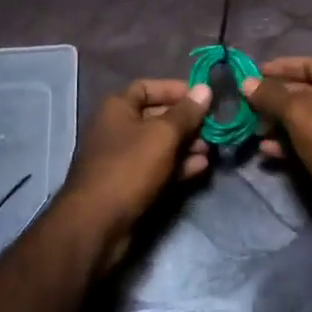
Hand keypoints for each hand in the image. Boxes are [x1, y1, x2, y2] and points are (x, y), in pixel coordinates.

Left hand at [56, 79, 212, 266]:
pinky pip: (157, 167)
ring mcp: (122, 158)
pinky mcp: (129, 184)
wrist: (97, 223)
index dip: (175, 89)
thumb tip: (205, 89)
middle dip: (186, 122)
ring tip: (210, 150)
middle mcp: (117, 128)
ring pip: (159, 144)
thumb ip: (186, 112)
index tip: (203, 96)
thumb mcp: (163, 135)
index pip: (147, 87)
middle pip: (156, 116)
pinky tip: (201, 168)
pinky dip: (178, 165)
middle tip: (213, 128)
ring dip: (186, 145)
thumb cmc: (129, 167)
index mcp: (117, 107)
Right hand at [243, 58, 311, 236]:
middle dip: (274, 100)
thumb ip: (271, 96)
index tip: (251, 75)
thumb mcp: (299, 113)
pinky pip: (308, 142)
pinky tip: (266, 152)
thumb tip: (246, 82)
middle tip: (247, 108)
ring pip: (303, 120)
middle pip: (303, 92)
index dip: (278, 68)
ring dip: (278, 125)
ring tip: (254, 132)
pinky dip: (288, 144)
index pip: (306, 64)